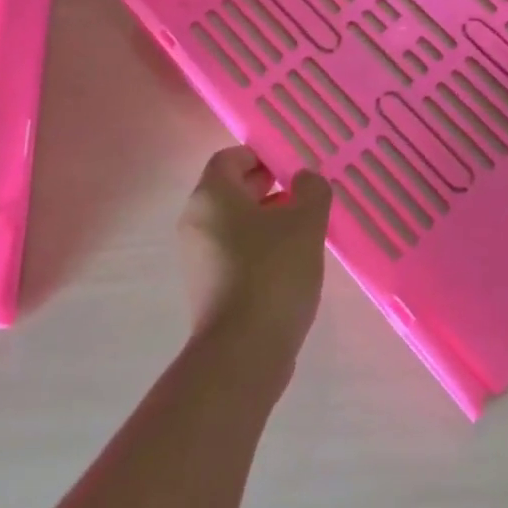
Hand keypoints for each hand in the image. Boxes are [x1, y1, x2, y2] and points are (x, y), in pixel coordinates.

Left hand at [178, 148, 331, 357]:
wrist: (243, 352)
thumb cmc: (272, 272)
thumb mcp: (305, 222)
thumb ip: (311, 190)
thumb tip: (305, 179)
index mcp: (211, 195)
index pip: (230, 158)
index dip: (262, 156)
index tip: (293, 165)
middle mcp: (195, 220)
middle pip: (230, 190)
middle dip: (268, 186)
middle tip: (304, 194)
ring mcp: (197, 256)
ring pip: (233, 222)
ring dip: (266, 218)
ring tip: (304, 228)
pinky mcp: (207, 286)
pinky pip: (233, 251)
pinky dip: (257, 247)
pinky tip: (289, 261)